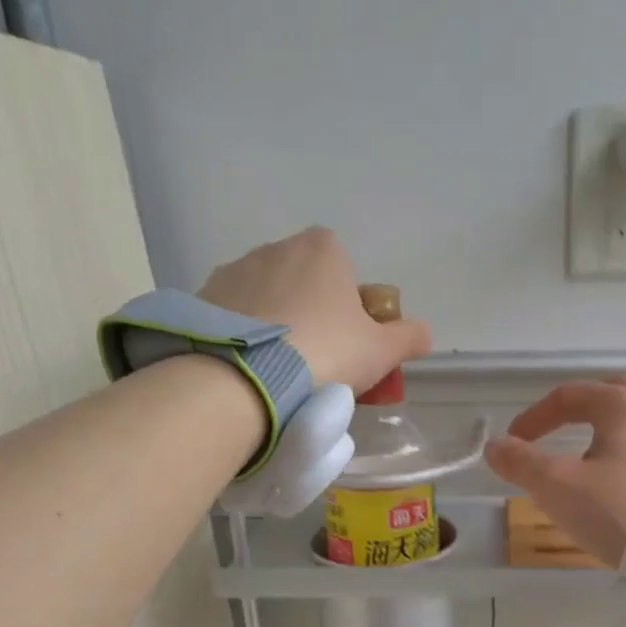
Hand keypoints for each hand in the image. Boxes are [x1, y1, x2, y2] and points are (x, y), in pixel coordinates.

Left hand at [196, 227, 430, 392]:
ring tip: (280, 373)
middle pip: (305, 283)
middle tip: (319, 363)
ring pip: (268, 300)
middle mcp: (276, 248)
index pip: (345, 271)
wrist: (244, 378)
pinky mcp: (202, 298)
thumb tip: (423, 333)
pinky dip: (245, 337)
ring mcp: (234, 271)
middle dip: (313, 316)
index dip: (352, 308)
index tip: (350, 344)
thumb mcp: (381, 352)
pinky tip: (250, 370)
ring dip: (277, 326)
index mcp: (323, 249)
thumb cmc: (325, 354)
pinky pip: (235, 317)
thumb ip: (408, 337)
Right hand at [485, 375, 625, 566]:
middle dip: (584, 403)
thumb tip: (494, 446)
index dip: (535, 417)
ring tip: (607, 436)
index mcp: (624, 406)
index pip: (570, 397)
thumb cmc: (614, 512)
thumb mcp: (556, 486)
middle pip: (617, 390)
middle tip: (560, 426)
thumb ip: (521, 462)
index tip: (513, 442)